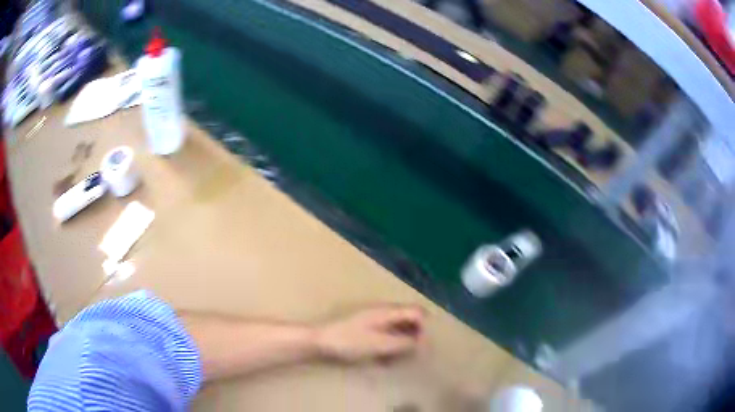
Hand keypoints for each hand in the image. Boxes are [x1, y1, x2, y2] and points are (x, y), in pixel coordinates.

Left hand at [315, 305, 426, 362]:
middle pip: (409, 320)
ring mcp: (374, 319)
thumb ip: (403, 343)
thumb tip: (422, 343)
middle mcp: (383, 312)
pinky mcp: (366, 328)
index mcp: (388, 311)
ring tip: (396, 360)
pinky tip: (383, 360)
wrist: (318, 340)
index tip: (422, 347)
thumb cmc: (348, 341)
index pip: (417, 312)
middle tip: (411, 356)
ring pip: (398, 328)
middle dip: (414, 337)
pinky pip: (386, 334)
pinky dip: (389, 345)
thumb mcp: (378, 344)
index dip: (425, 328)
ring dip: (402, 343)